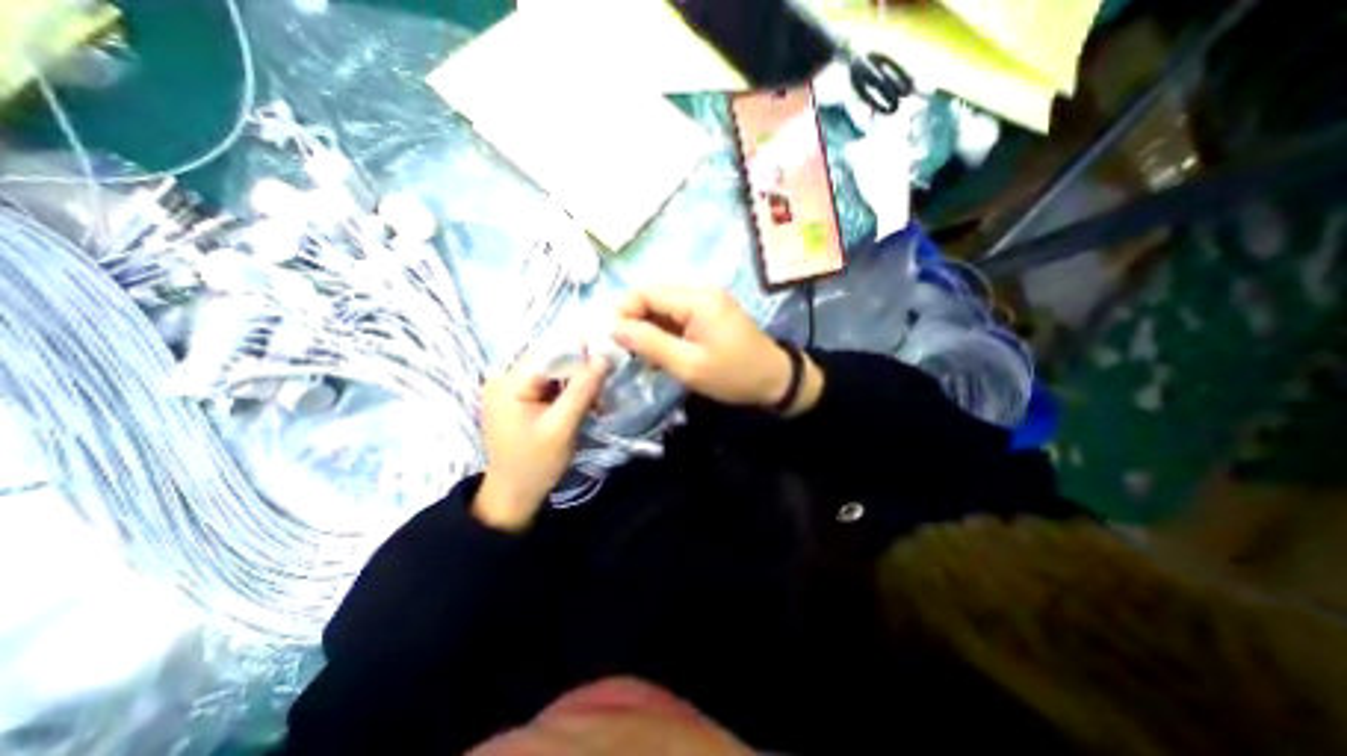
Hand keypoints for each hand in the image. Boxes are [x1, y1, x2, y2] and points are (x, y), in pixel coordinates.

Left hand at [473, 354, 610, 529]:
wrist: (513, 495)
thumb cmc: (535, 464)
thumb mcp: (561, 427)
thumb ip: (582, 390)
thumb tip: (603, 357)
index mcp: (508, 382)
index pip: (550, 352)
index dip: (582, 351)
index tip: (610, 356)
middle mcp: (505, 377)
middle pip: (551, 359)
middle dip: (581, 368)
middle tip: (607, 379)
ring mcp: (511, 388)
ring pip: (553, 371)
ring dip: (577, 380)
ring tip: (598, 395)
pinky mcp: (519, 398)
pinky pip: (549, 383)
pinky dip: (568, 390)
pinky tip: (584, 402)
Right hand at [610, 282, 821, 413]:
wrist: (775, 381)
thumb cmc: (732, 376)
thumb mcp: (688, 365)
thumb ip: (649, 344)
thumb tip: (613, 328)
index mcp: (697, 299)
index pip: (646, 292)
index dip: (623, 312)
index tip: (612, 340)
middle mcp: (701, 291)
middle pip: (654, 296)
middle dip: (635, 321)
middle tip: (627, 351)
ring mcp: (708, 301)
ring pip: (664, 307)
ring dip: (650, 328)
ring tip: (644, 357)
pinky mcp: (711, 312)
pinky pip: (678, 315)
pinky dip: (665, 332)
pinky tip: (663, 353)